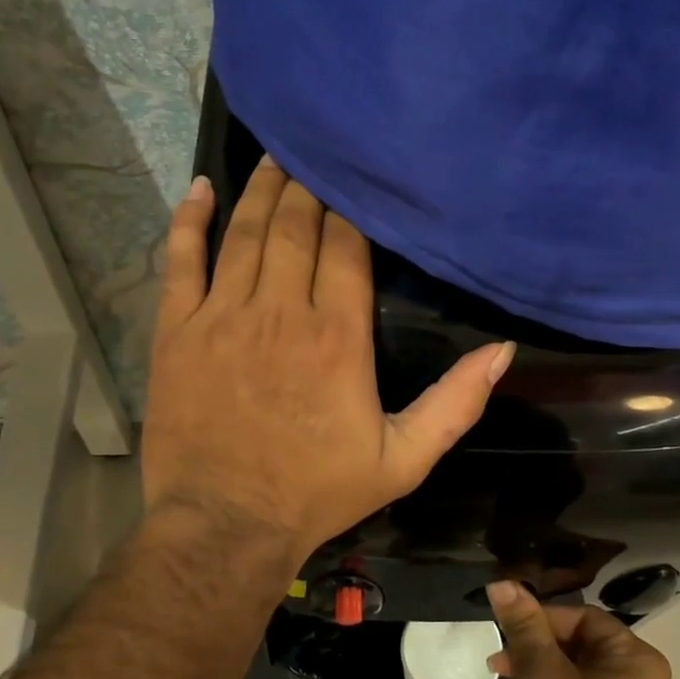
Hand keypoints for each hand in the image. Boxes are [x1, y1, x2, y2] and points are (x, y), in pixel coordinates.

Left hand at [142, 159, 514, 577]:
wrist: (225, 526)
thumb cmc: (317, 492)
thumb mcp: (404, 460)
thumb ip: (455, 404)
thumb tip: (503, 351)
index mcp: (338, 336)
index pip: (346, 246)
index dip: (351, 208)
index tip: (356, 179)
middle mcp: (281, 310)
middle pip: (297, 227)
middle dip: (308, 186)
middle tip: (315, 152)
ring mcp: (222, 316)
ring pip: (246, 233)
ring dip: (263, 190)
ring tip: (276, 155)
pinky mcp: (177, 331)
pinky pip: (181, 261)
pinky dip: (190, 221)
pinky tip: (201, 189)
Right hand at [486, 581, 674, 678]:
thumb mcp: (540, 673)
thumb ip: (523, 625)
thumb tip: (503, 582)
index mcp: (639, 661)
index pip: (584, 618)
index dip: (542, 619)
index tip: (506, 629)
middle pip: (582, 643)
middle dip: (537, 645)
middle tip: (500, 657)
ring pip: (580, 671)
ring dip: (541, 668)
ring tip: (504, 677)